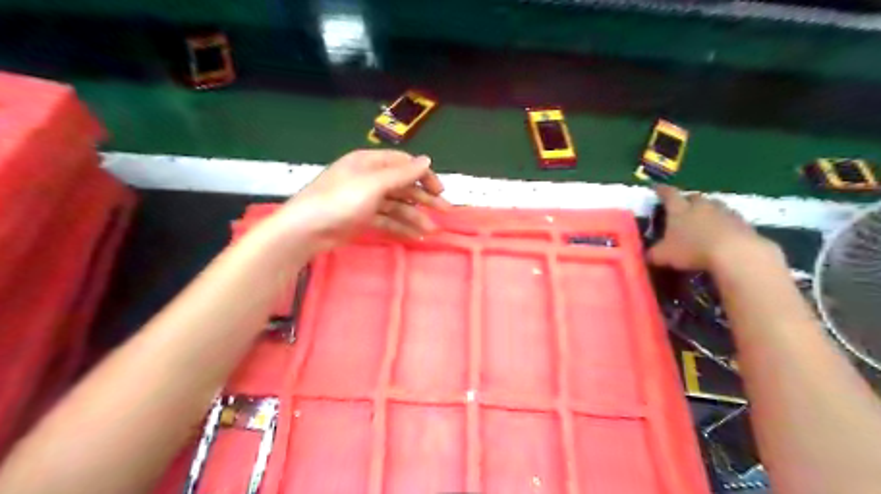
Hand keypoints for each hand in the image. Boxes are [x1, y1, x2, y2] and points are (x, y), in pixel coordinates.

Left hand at [270, 148, 449, 251]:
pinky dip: (401, 227)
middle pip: (403, 185)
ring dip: (415, 216)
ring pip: (397, 205)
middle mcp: (369, 178)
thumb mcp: (373, 184)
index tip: (440, 190)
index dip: (424, 175)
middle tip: (445, 211)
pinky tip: (415, 236)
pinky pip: (387, 220)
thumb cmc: (339, 201)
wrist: (306, 230)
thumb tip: (427, 160)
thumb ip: (402, 174)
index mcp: (369, 163)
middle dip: (424, 198)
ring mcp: (365, 200)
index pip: (403, 164)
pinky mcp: (362, 219)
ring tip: (432, 230)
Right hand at [646, 184, 772, 270]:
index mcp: (679, 209)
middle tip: (681, 209)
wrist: (735, 253)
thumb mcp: (663, 256)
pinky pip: (728, 217)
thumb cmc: (692, 250)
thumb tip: (647, 255)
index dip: (661, 190)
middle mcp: (700, 205)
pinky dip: (722, 222)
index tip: (656, 188)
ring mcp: (723, 211)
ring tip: (702, 220)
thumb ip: (653, 254)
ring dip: (706, 210)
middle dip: (686, 200)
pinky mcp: (741, 221)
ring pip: (712, 205)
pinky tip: (720, 233)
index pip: (668, 194)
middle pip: (692, 197)